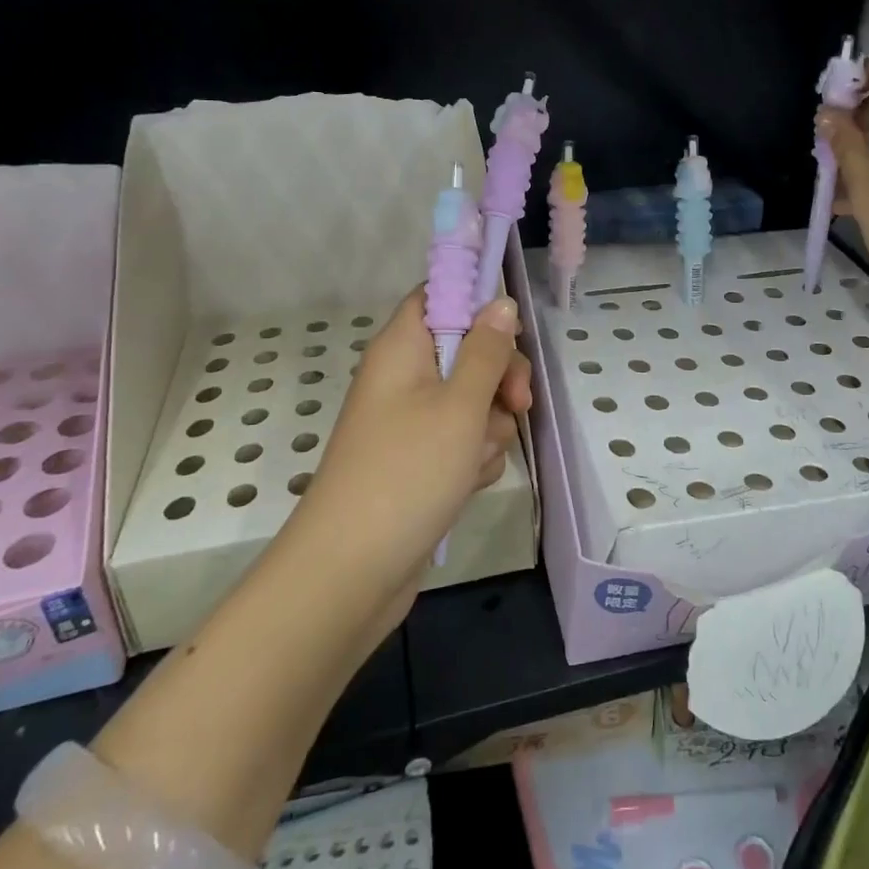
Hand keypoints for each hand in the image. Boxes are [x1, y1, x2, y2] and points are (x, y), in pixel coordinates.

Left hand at [284, 288, 530, 638]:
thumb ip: (487, 350)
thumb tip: (501, 302)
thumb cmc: (407, 472)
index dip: (477, 302)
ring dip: (489, 426)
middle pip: (468, 349)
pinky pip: (463, 440)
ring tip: (475, 459)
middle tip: (515, 404)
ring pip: (474, 400)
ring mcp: (412, 421)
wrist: (352, 572)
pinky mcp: (421, 460)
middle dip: (500, 377)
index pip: (439, 295)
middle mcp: (405, 377)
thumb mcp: (460, 405)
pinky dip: (474, 457)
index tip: (512, 330)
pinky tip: (468, 482)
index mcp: (402, 347)